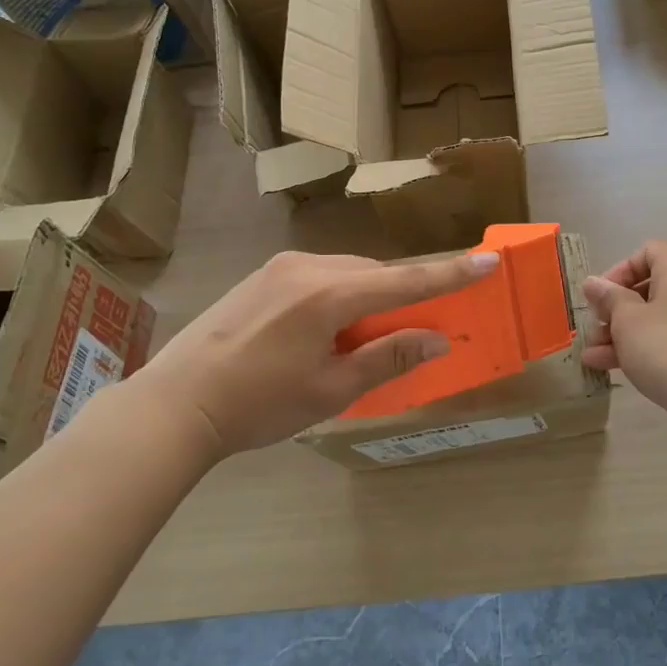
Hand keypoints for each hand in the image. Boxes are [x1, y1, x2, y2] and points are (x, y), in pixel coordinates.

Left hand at [131, 249, 497, 461]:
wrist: (177, 403)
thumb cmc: (259, 404)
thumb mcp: (332, 389)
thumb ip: (389, 357)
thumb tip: (438, 338)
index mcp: (330, 294)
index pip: (406, 281)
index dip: (451, 274)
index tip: (489, 260)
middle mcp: (309, 267)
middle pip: (376, 274)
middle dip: (401, 296)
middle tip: (414, 330)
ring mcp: (281, 268)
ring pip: (348, 273)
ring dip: (368, 297)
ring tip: (361, 340)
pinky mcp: (262, 276)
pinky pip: (320, 276)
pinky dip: (339, 296)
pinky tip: (325, 330)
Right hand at [582, 240, 666, 448]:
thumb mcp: (628, 319)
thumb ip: (609, 298)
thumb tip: (593, 282)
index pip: (650, 251)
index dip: (622, 268)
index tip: (602, 293)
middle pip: (647, 289)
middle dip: (614, 308)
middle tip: (594, 325)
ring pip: (650, 322)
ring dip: (618, 334)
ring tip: (590, 354)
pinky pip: (659, 346)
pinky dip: (634, 352)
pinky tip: (604, 368)